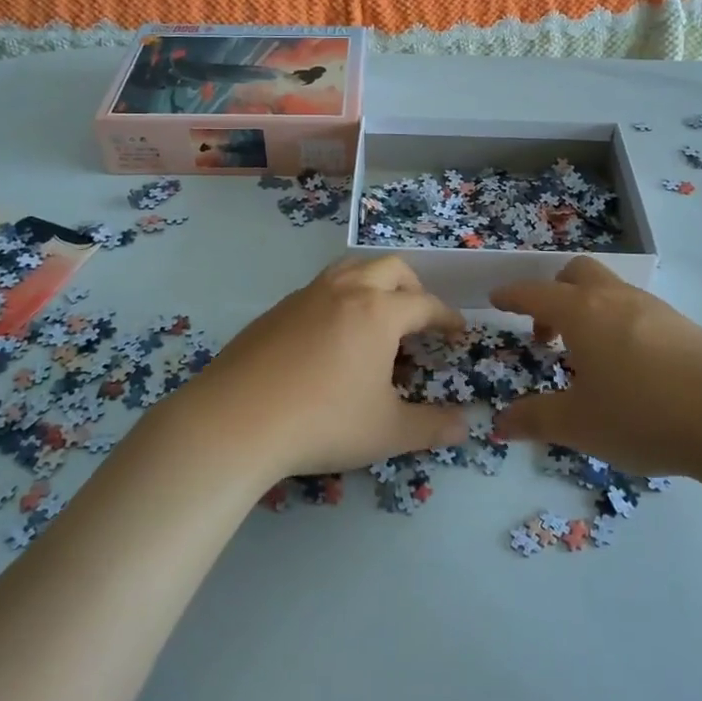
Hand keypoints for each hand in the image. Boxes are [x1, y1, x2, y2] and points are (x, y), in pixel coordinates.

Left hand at [174, 256, 468, 479]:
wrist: (235, 420)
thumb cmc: (322, 422)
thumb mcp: (386, 431)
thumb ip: (431, 427)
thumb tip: (466, 427)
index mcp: (378, 312)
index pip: (425, 304)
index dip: (447, 317)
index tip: (458, 331)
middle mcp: (344, 291)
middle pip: (389, 268)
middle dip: (413, 287)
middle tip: (419, 317)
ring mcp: (305, 296)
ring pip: (349, 269)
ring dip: (372, 282)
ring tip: (376, 315)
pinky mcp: (275, 310)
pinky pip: (319, 289)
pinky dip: (338, 299)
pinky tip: (330, 336)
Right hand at [490, 257, 701, 477]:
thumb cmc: (644, 415)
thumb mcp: (579, 424)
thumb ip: (535, 419)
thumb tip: (499, 424)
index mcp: (582, 313)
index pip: (536, 293)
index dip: (512, 295)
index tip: (496, 299)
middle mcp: (616, 299)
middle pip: (577, 273)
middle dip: (554, 293)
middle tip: (546, 333)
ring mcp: (655, 309)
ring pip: (611, 290)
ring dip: (588, 310)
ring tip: (588, 357)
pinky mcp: (685, 327)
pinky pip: (637, 311)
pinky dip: (618, 325)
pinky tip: (630, 368)